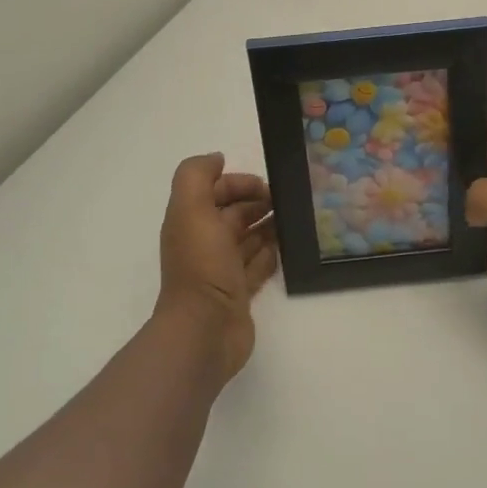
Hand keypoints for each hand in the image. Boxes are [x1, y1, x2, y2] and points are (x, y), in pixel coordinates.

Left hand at [156, 154, 277, 380]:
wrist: (205, 329)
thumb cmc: (201, 265)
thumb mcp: (191, 209)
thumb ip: (197, 175)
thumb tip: (217, 158)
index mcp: (191, 221)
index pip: (214, 190)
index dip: (238, 182)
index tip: (267, 186)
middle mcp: (205, 242)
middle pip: (233, 213)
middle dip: (258, 202)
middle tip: (288, 201)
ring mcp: (222, 269)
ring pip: (248, 238)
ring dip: (268, 226)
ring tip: (295, 220)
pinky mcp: (240, 292)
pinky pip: (258, 266)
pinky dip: (270, 254)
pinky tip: (287, 247)